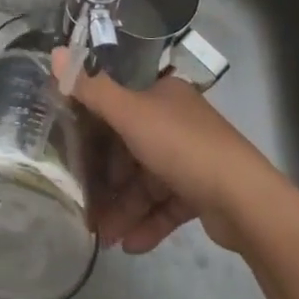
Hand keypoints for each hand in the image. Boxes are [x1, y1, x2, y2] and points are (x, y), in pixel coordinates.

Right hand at [53, 46, 276, 252]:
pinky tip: (129, 246)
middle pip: (130, 148)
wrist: (244, 200)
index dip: (94, 126)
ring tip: (103, 238)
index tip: (70, 150)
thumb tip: (54, 53)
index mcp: (163, 94)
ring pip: (145, 182)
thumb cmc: (182, 146)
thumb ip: (92, 89)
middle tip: (83, 205)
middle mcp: (176, 121)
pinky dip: (147, 223)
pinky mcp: (202, 193)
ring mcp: (191, 158)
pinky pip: (165, 206)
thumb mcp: (131, 114)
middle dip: (106, 180)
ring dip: (123, 208)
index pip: (120, 104)